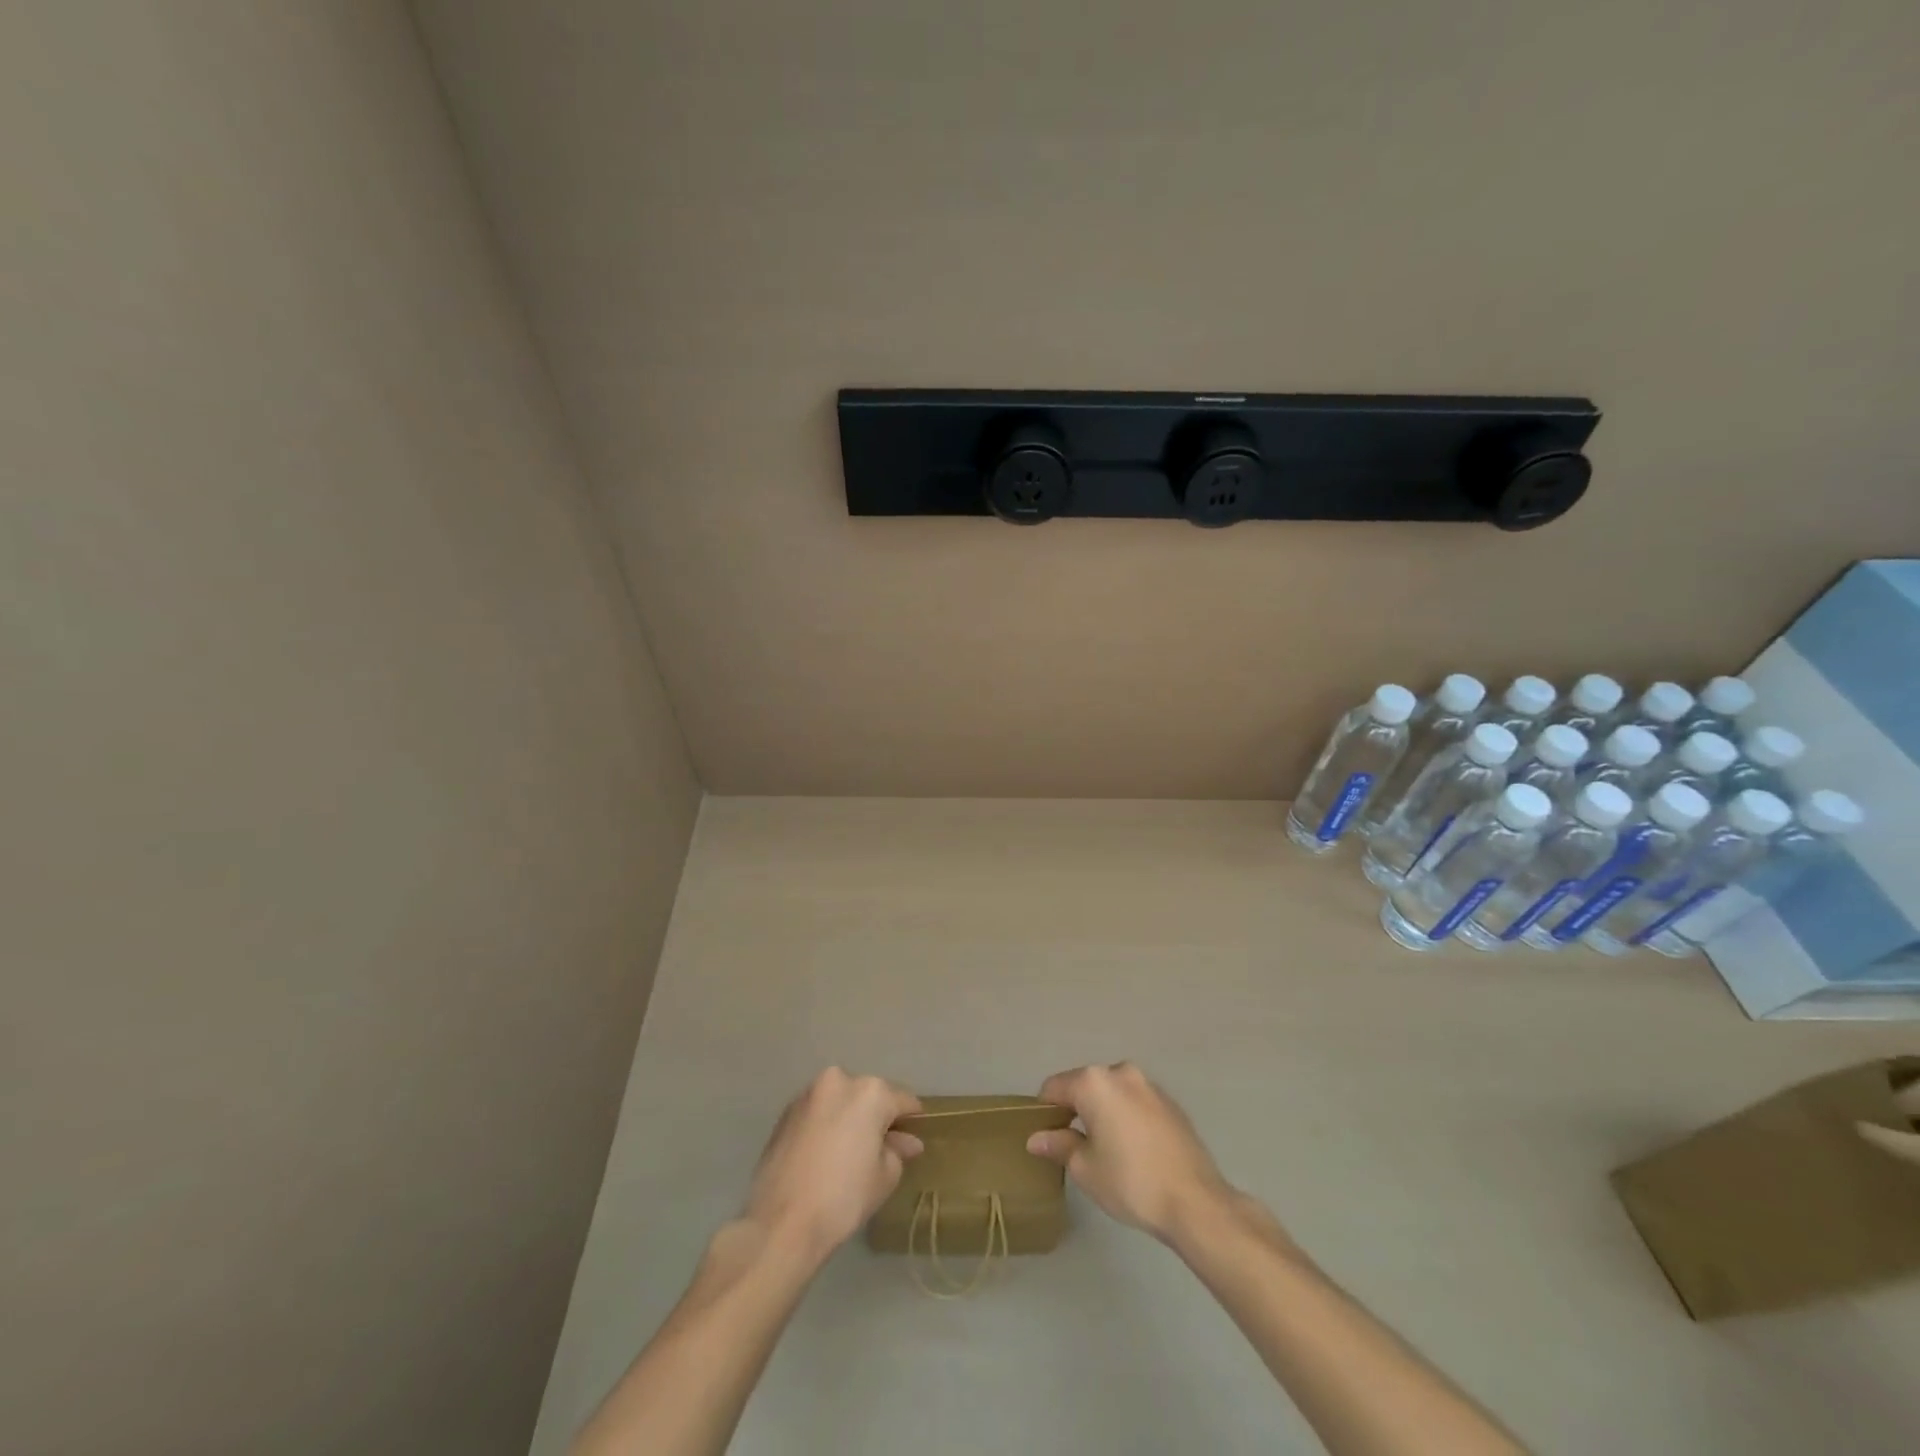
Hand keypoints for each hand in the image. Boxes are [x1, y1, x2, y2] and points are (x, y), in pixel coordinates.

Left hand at [742, 1068, 923, 1259]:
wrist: (781, 1223)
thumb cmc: (844, 1197)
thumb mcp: (884, 1176)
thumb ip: (898, 1150)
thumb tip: (907, 1141)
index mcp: (870, 1092)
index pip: (903, 1100)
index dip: (911, 1121)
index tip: (912, 1139)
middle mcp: (839, 1081)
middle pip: (869, 1096)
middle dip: (876, 1117)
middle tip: (879, 1150)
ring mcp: (808, 1094)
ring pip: (840, 1101)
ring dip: (849, 1118)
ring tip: (847, 1154)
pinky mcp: (785, 1112)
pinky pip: (818, 1112)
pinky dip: (826, 1125)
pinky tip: (824, 1155)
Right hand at [1027, 1062, 1237, 1244]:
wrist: (1195, 1201)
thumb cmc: (1131, 1182)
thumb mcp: (1085, 1168)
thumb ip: (1059, 1145)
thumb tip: (1036, 1138)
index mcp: (1094, 1082)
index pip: (1054, 1087)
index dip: (1044, 1111)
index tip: (1046, 1138)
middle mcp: (1120, 1072)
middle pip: (1084, 1085)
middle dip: (1074, 1110)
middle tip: (1073, 1147)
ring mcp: (1149, 1085)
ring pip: (1111, 1093)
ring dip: (1102, 1112)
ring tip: (1105, 1150)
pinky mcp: (1170, 1102)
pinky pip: (1135, 1102)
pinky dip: (1126, 1116)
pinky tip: (1133, 1150)